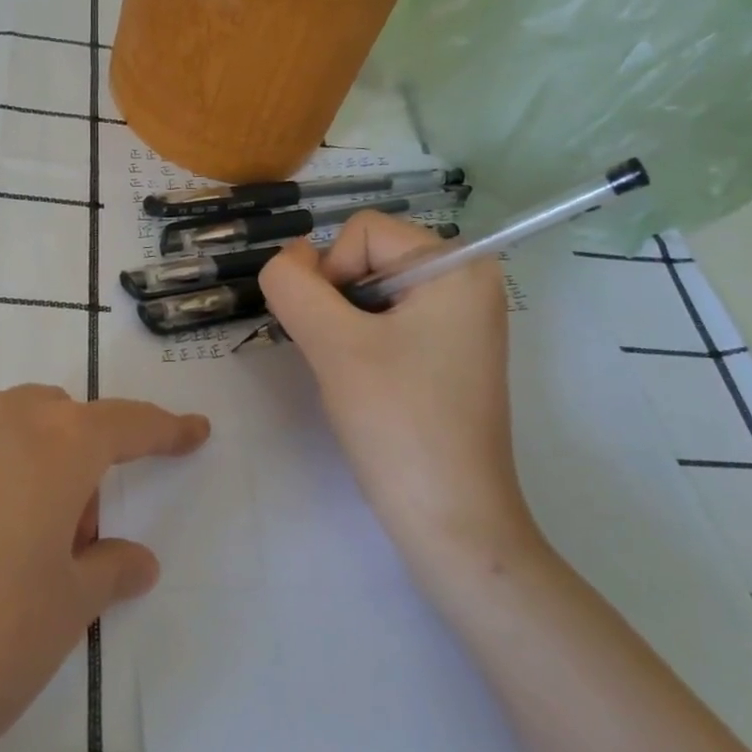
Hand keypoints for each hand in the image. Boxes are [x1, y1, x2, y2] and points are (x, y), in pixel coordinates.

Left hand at [0, 386, 209, 751]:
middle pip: (51, 419)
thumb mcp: (62, 614)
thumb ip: (105, 572)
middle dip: (77, 458)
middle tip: (74, 534)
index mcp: (51, 445)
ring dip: (15, 473)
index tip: (192, 431)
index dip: (164, 429)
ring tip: (2, 553)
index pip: (125, 424)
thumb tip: (134, 560)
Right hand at [258, 212, 541, 577]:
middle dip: (337, 304)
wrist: (450, 519)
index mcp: (457, 265)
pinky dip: (363, 346)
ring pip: (371, 295)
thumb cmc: (398, 423)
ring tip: (357, 378)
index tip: (336, 336)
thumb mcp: (334, 345)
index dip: (329, 275)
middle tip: (344, 361)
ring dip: (344, 329)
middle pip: (368, 259)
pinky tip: (369, 387)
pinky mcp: (450, 354)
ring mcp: (462, 320)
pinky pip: (389, 324)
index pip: (361, 232)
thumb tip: (284, 259)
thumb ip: (293, 287)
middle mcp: (468, 281)